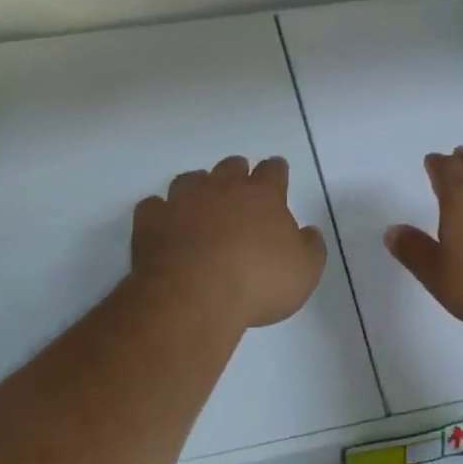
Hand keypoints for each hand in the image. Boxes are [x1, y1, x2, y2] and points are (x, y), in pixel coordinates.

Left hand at [132, 156, 326, 329]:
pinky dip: (160, 212)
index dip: (276, 171)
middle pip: (231, 167)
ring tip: (200, 202)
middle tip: (239, 187)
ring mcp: (183, 201)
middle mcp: (222, 188)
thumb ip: (310, 248)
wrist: (194, 296)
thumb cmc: (257, 284)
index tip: (277, 172)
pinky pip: (154, 206)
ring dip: (197, 187)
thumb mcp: (304, 273)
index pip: (273, 171)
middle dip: (237, 173)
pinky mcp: (151, 220)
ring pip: (190, 179)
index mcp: (262, 196)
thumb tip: (308, 232)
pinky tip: (164, 224)